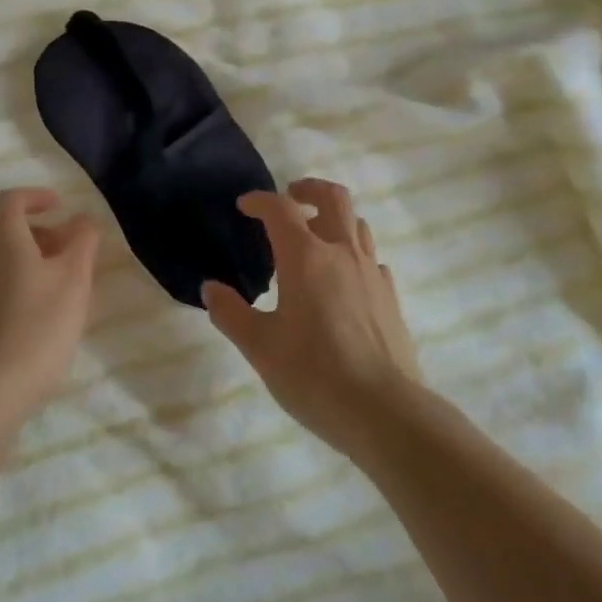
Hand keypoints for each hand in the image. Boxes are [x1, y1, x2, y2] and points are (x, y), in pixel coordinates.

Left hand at [0, 188, 100, 418]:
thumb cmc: (38, 324)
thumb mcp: (74, 279)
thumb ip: (82, 240)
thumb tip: (83, 219)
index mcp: (0, 237)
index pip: (12, 200)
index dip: (37, 197)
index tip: (61, 206)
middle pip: (5, 228)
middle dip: (40, 231)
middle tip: (71, 249)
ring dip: (29, 258)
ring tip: (61, 283)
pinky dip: (15, 280)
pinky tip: (38, 310)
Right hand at [203, 178, 419, 451]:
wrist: (384, 411)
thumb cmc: (313, 374)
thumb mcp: (260, 347)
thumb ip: (231, 313)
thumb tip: (211, 289)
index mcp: (306, 257)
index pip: (280, 209)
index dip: (260, 201)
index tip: (244, 206)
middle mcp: (342, 253)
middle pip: (333, 198)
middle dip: (308, 189)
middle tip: (290, 196)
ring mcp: (372, 273)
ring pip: (357, 225)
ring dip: (334, 219)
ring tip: (314, 237)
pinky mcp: (391, 297)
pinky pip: (371, 259)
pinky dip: (353, 254)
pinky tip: (342, 280)